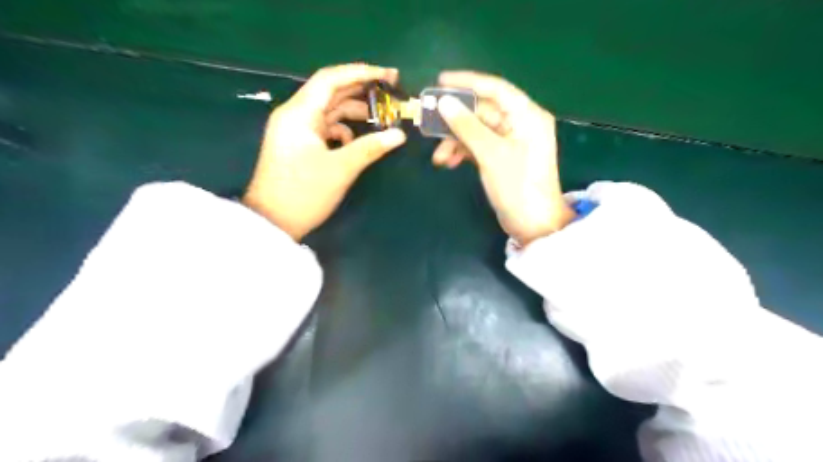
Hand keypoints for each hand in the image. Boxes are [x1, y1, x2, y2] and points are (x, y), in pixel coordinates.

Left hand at [241, 62, 405, 240]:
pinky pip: (325, 128)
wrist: (273, 222)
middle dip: (362, 91)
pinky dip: (343, 130)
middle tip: (391, 93)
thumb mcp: (341, 169)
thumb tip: (400, 135)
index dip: (361, 73)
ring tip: (382, 118)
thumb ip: (371, 148)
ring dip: (354, 113)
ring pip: (329, 111)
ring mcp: (296, 131)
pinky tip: (357, 142)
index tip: (389, 76)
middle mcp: (295, 115)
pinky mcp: (299, 145)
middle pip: (331, 93)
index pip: (331, 79)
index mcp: (300, 113)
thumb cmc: (304, 193)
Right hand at [432, 70, 572, 244]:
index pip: (495, 88)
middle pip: (482, 111)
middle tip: (428, 122)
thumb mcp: (490, 154)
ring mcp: (510, 142)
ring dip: (456, 141)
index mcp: (526, 115)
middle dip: (456, 120)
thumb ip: (467, 126)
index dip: (467, 82)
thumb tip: (444, 102)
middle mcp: (520, 123)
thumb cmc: (517, 186)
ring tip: (439, 156)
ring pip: (477, 131)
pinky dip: (463, 152)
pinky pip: (478, 146)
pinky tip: (448, 162)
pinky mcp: (501, 158)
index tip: (439, 82)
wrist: (532, 225)